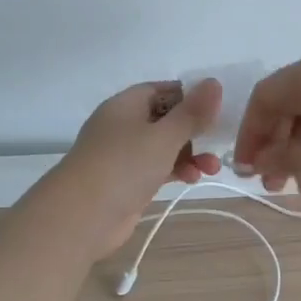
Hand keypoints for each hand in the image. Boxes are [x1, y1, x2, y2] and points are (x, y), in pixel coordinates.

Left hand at [49, 79, 223, 255]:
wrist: (80, 217)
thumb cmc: (123, 166)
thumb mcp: (164, 136)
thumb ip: (192, 113)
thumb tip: (214, 82)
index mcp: (126, 105)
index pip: (163, 89)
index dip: (190, 95)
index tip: (217, 107)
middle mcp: (123, 125)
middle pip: (166, 119)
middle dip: (195, 130)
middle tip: (219, 140)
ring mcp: (123, 155)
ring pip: (164, 146)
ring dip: (190, 153)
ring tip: (212, 168)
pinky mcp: (127, 182)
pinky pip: (157, 168)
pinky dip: (176, 170)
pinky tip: (192, 179)